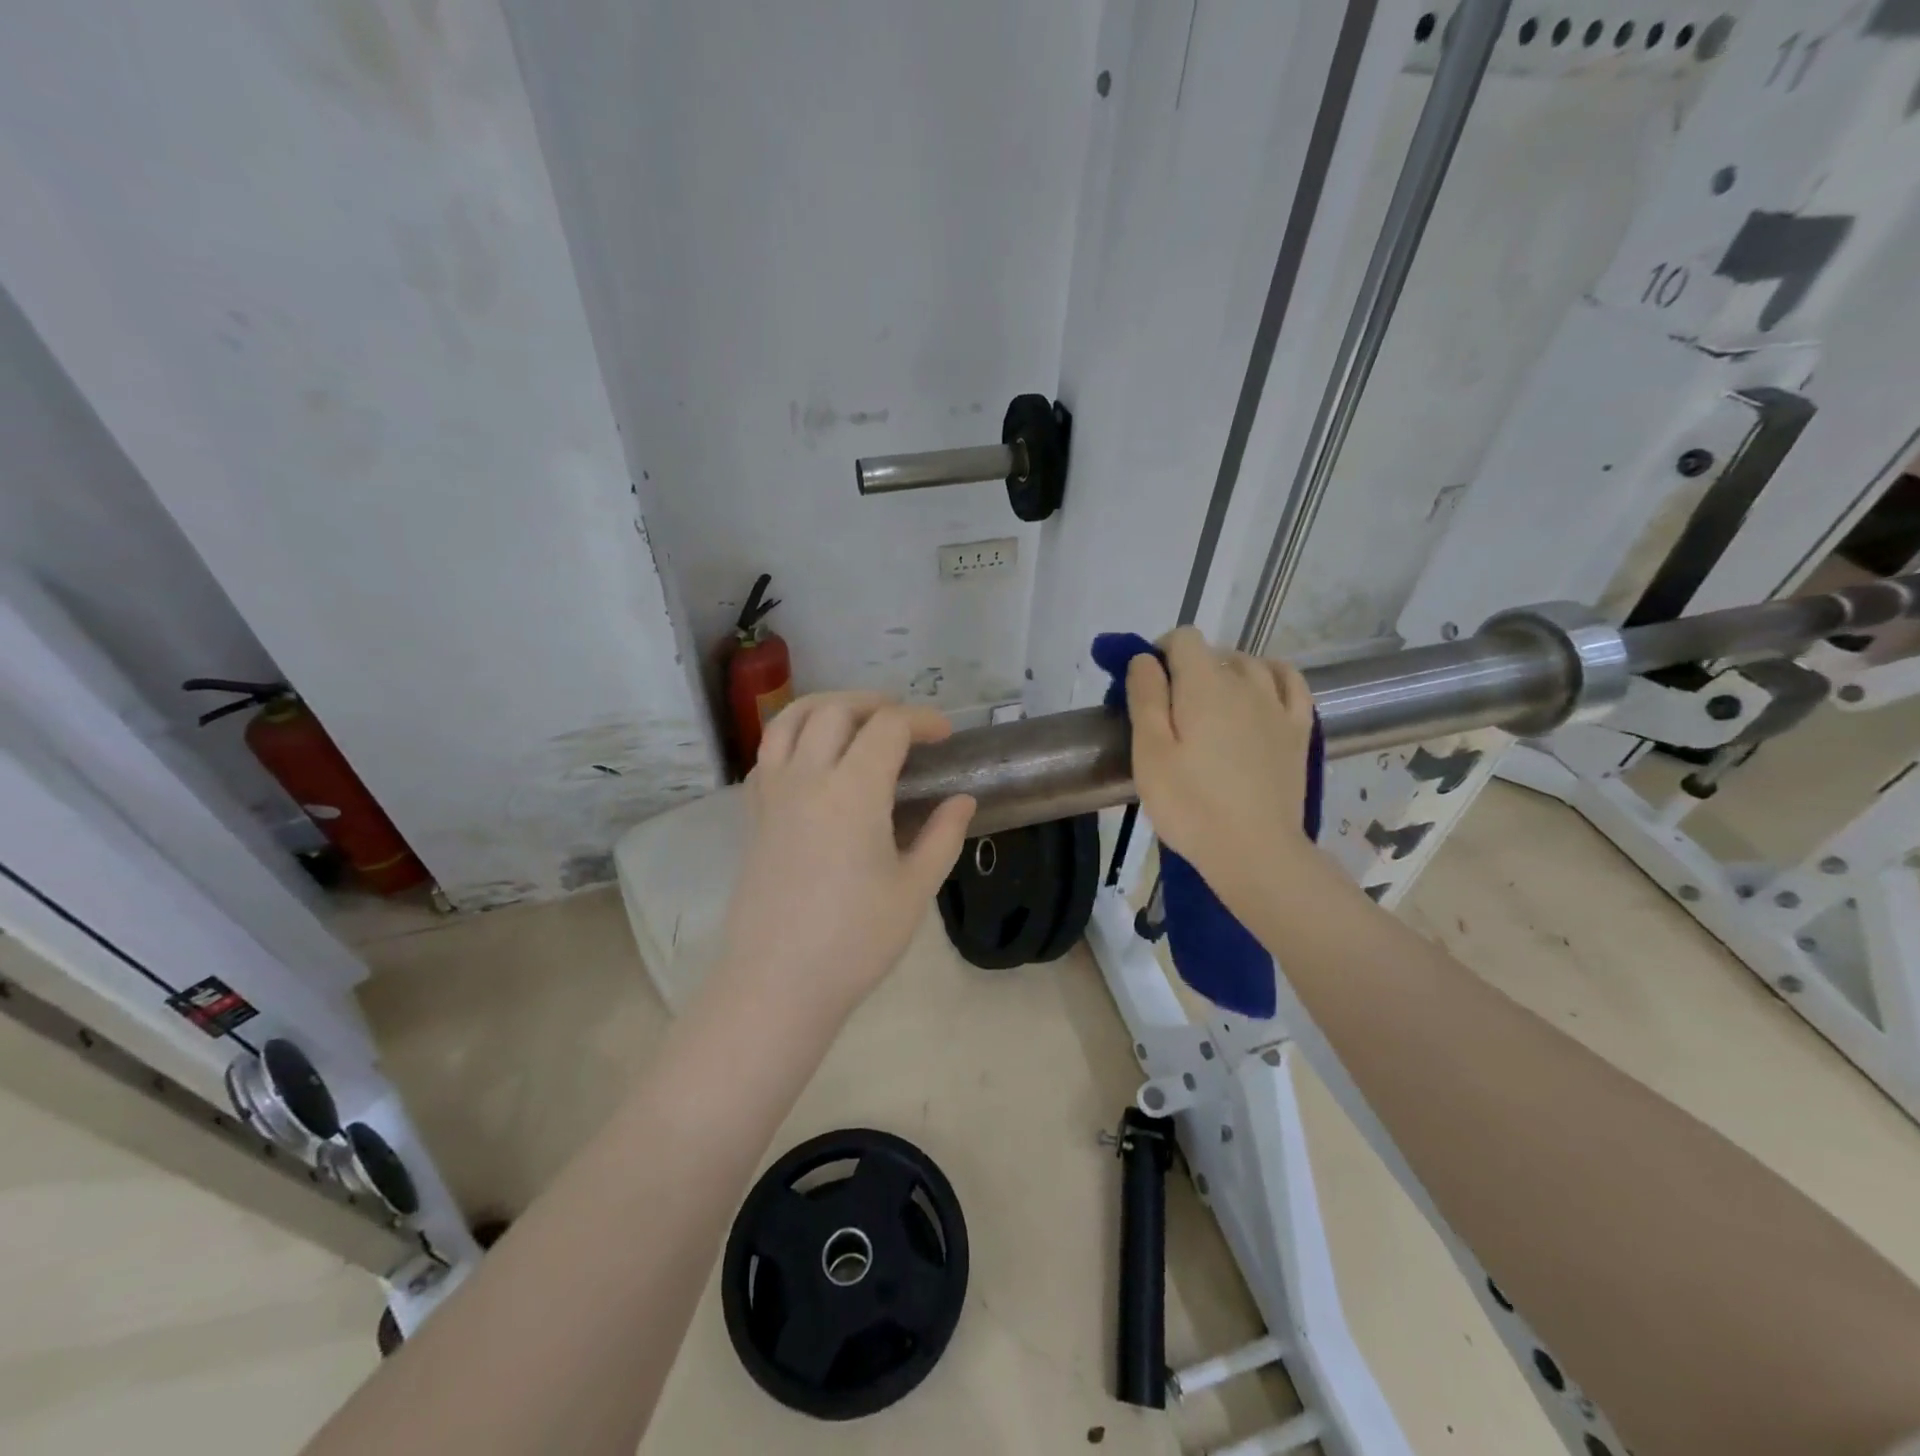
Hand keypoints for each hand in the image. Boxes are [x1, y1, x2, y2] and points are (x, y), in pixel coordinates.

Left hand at [713, 693, 975, 1024]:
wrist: (777, 983)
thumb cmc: (854, 941)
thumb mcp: (915, 889)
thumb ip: (942, 836)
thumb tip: (962, 801)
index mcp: (852, 791)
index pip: (888, 728)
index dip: (922, 720)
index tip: (945, 735)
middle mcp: (806, 778)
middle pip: (835, 710)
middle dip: (875, 704)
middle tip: (904, 723)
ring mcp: (772, 794)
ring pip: (790, 720)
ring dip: (827, 706)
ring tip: (855, 720)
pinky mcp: (752, 815)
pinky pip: (768, 753)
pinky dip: (793, 736)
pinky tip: (813, 759)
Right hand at [1127, 628, 1316, 906]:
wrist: (1255, 851)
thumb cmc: (1190, 804)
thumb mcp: (1150, 752)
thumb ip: (1145, 697)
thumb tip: (1145, 658)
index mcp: (1204, 684)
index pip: (1183, 638)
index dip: (1159, 653)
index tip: (1147, 686)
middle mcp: (1246, 682)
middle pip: (1214, 653)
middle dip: (1188, 670)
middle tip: (1170, 713)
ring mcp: (1278, 706)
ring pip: (1250, 665)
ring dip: (1226, 673)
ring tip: (1209, 708)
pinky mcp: (1298, 731)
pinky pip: (1291, 683)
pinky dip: (1272, 676)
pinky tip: (1261, 690)